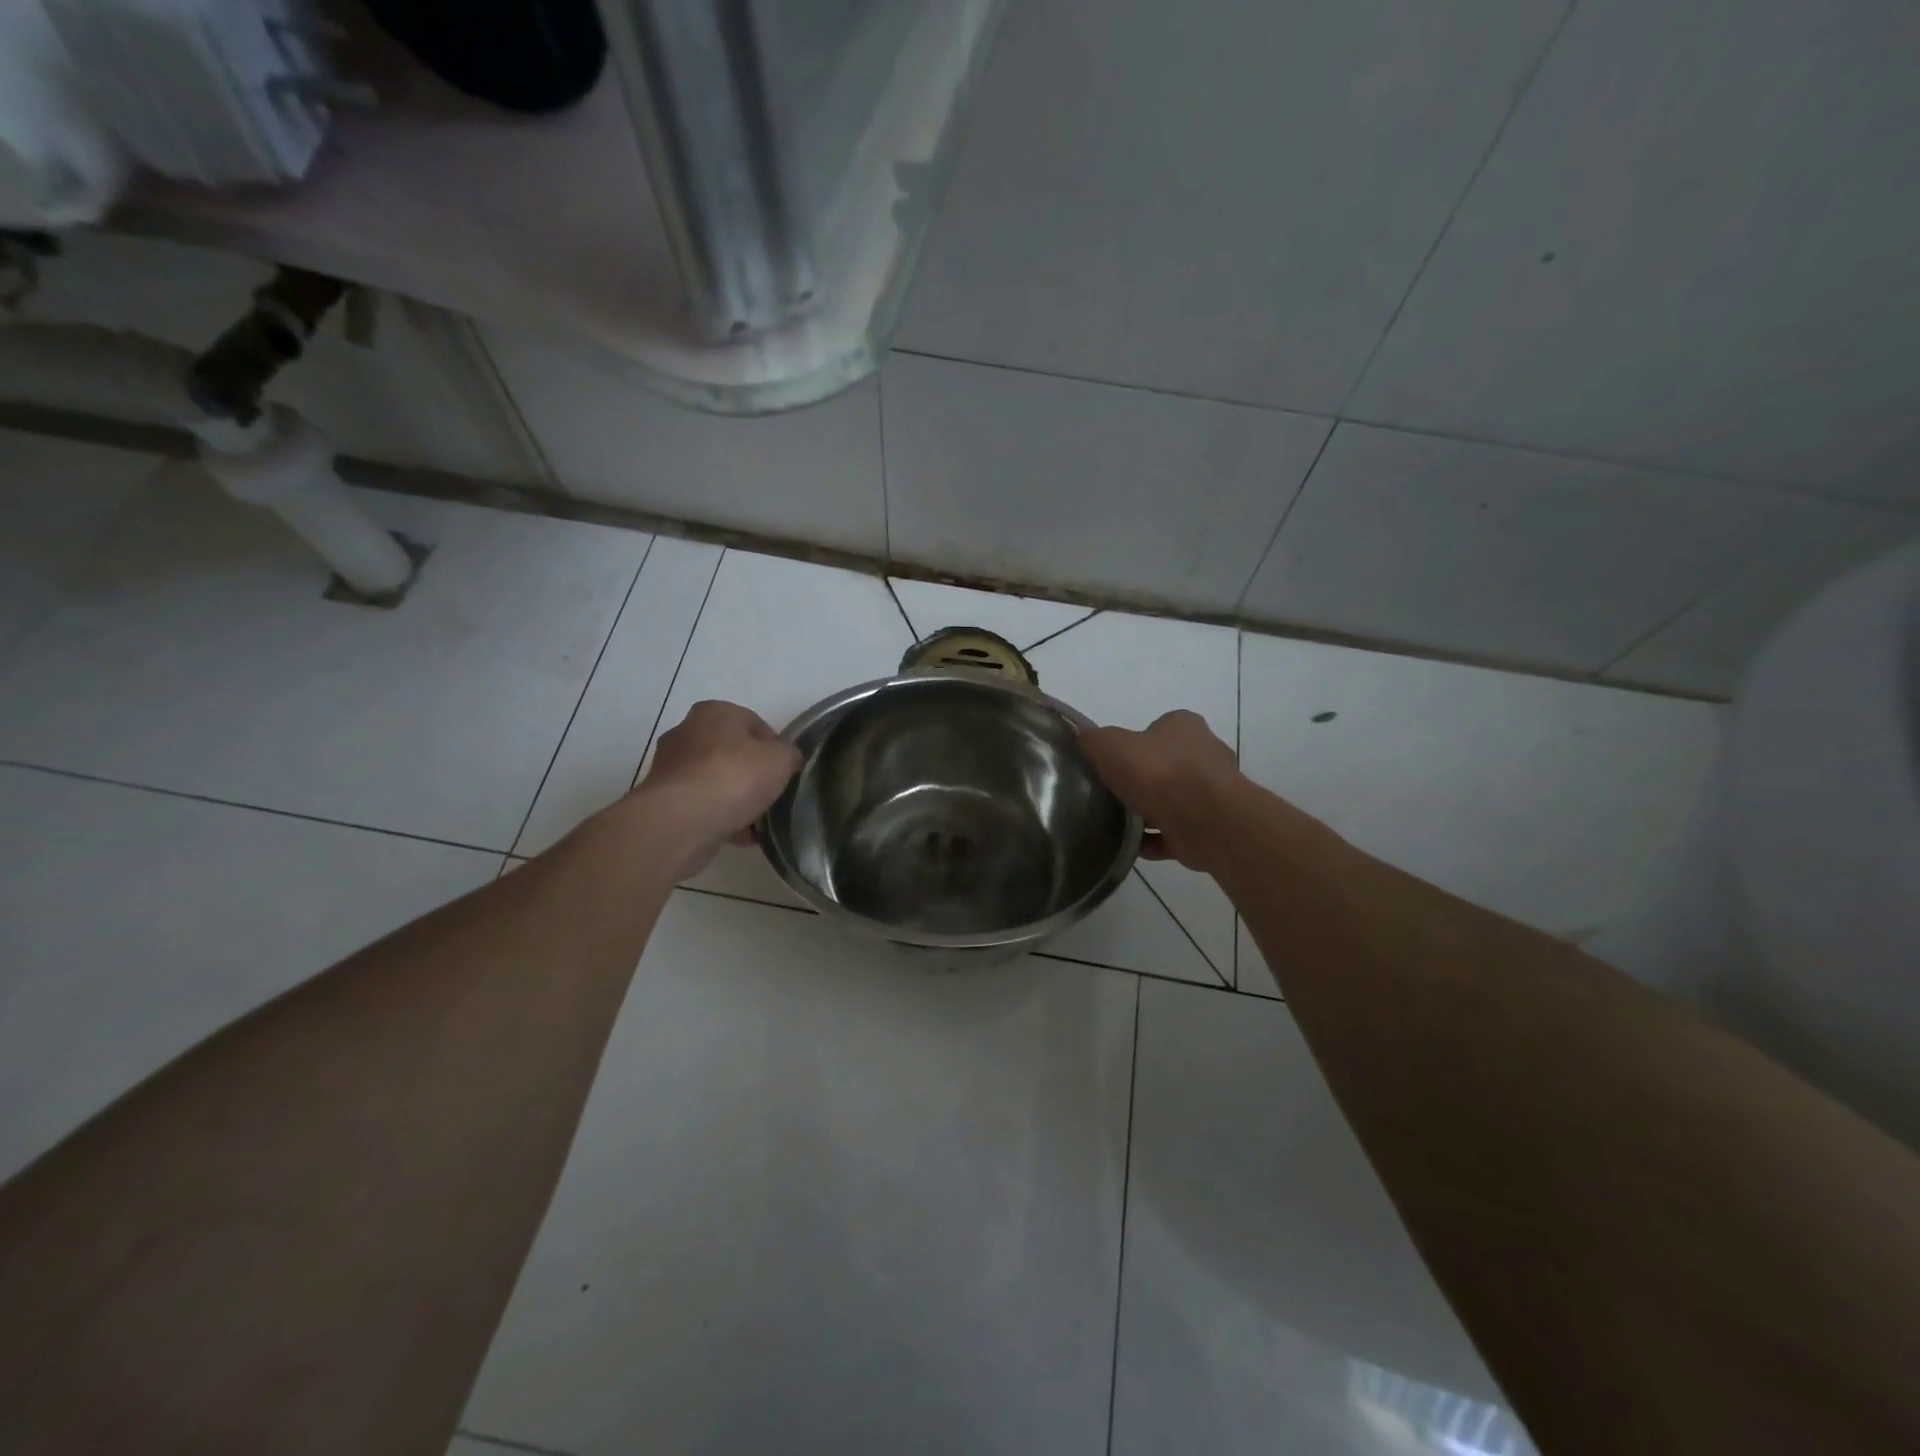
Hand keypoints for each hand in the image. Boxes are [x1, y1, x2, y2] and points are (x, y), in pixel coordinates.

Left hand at [632, 701, 800, 874]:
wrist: (680, 822)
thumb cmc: (734, 778)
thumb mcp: (781, 759)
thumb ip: (789, 754)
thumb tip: (788, 758)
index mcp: (714, 712)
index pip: (754, 723)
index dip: (774, 747)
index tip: (786, 771)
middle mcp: (686, 732)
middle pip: (732, 752)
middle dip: (752, 774)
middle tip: (771, 794)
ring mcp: (670, 768)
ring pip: (715, 781)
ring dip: (736, 799)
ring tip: (757, 822)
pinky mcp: (662, 800)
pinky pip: (701, 806)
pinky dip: (719, 818)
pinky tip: (739, 836)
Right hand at [1080, 710, 1241, 872]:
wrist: (1205, 820)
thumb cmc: (1157, 773)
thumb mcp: (1109, 745)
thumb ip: (1093, 740)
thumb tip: (1083, 739)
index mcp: (1184, 726)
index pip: (1155, 729)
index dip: (1132, 744)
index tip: (1110, 763)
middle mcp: (1204, 753)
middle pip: (1165, 765)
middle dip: (1141, 780)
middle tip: (1111, 794)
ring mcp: (1212, 792)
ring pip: (1172, 800)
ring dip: (1149, 813)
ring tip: (1118, 824)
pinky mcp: (1211, 826)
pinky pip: (1176, 832)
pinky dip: (1156, 840)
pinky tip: (1134, 846)